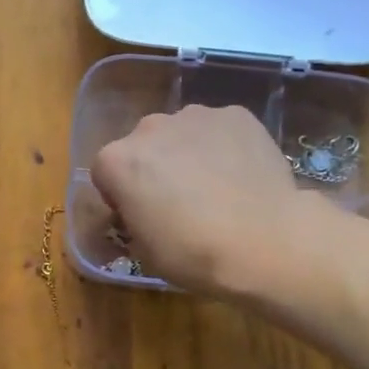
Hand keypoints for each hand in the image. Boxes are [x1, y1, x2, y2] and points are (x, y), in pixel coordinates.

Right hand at [91, 106, 300, 295]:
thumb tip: (141, 210)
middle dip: (154, 168)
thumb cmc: (192, 253)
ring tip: (215, 186)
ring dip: (188, 153)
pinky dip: (224, 145)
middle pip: (143, 145)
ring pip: (182, 133)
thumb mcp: (142, 249)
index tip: (140, 216)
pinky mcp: (236, 114)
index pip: (105, 173)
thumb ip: (132, 217)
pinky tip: (240, 175)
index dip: (121, 195)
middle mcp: (149, 127)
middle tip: (178, 201)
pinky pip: (219, 129)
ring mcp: (195, 116)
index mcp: (117, 161)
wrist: (263, 242)